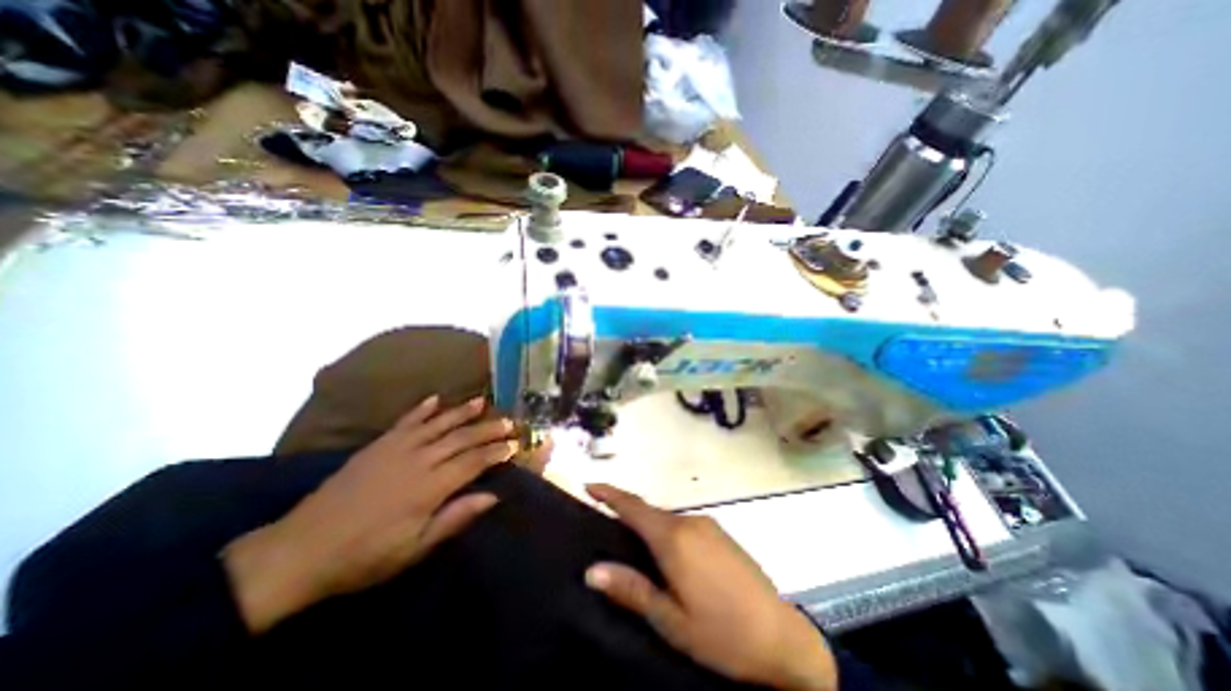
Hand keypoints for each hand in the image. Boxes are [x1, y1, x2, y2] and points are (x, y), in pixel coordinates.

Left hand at [223, 396, 515, 634]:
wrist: (300, 551)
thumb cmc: (364, 557)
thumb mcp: (414, 549)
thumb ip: (455, 518)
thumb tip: (492, 496)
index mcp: (429, 487)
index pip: (473, 462)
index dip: (496, 452)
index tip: (514, 445)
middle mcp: (418, 460)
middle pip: (462, 438)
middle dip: (488, 429)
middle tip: (509, 421)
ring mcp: (396, 449)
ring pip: (438, 424)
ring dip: (462, 411)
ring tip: (483, 401)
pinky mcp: (377, 445)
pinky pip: (406, 421)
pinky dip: (422, 408)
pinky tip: (435, 399)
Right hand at [582, 486, 836, 690]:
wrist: (781, 637)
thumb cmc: (721, 633)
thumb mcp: (670, 619)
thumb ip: (631, 589)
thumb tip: (592, 570)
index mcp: (674, 538)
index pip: (633, 506)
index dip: (609, 493)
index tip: (589, 486)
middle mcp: (690, 522)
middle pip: (649, 511)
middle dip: (627, 513)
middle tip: (606, 525)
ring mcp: (708, 525)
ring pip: (667, 518)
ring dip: (649, 525)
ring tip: (635, 547)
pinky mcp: (721, 533)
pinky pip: (684, 525)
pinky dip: (668, 532)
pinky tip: (670, 556)